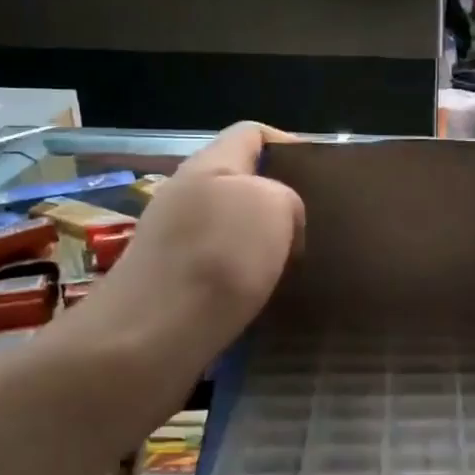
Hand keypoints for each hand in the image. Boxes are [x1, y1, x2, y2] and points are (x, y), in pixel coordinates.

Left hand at [65, 123, 304, 362]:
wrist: (148, 341)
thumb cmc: (216, 259)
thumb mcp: (273, 205)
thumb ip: (286, 197)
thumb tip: (279, 225)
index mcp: (208, 166)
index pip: (252, 133)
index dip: (290, 145)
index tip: (325, 177)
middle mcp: (186, 196)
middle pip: (242, 182)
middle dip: (281, 201)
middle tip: (320, 226)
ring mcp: (173, 242)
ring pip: (232, 228)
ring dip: (266, 244)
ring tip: (301, 266)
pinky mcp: (170, 285)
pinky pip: (219, 268)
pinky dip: (246, 279)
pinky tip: (268, 298)